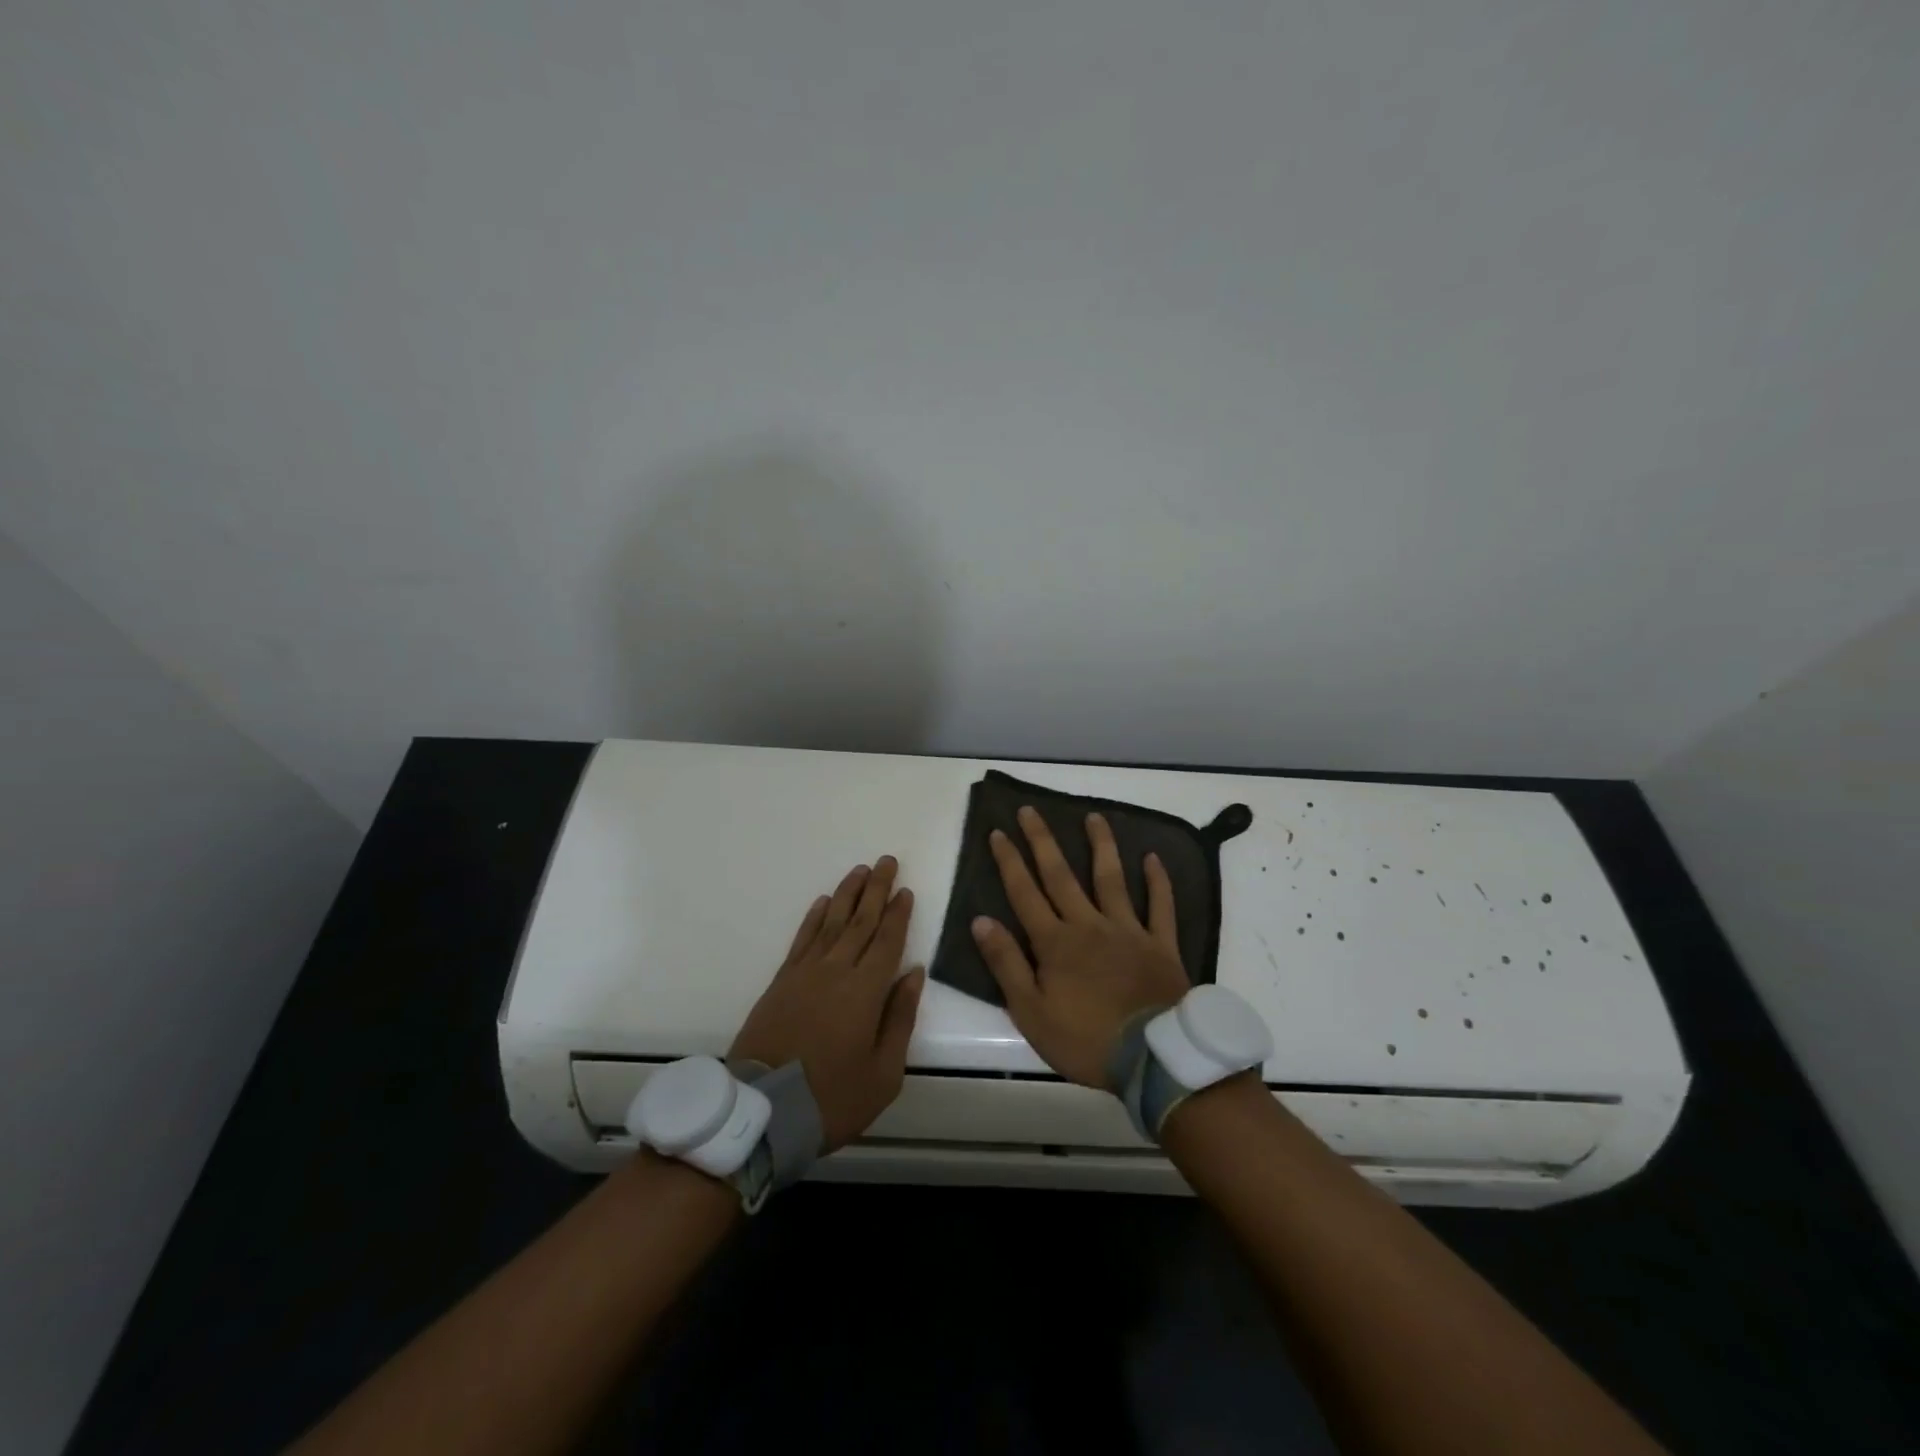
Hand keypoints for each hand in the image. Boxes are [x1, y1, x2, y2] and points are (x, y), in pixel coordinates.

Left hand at [730, 856, 924, 1151]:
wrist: (763, 1112)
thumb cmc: (832, 1097)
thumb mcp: (884, 1072)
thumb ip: (900, 1017)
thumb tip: (913, 973)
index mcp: (866, 990)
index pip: (887, 940)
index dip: (898, 914)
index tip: (906, 890)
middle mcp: (836, 971)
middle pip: (861, 921)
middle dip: (876, 890)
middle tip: (887, 861)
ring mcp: (805, 973)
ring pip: (831, 922)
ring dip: (848, 894)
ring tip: (860, 870)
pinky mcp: (781, 981)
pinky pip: (802, 939)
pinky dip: (813, 918)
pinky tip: (823, 903)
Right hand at [970, 808, 1190, 1088]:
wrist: (1152, 1058)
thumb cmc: (1085, 1039)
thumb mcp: (1030, 1012)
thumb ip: (1006, 964)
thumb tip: (981, 920)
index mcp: (1055, 942)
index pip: (1025, 893)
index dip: (1009, 862)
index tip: (998, 832)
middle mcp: (1089, 925)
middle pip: (1061, 876)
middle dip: (1043, 841)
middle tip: (1031, 810)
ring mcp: (1128, 930)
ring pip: (1111, 879)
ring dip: (1101, 846)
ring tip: (1094, 817)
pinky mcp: (1160, 944)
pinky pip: (1160, 906)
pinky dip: (1158, 881)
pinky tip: (1153, 857)